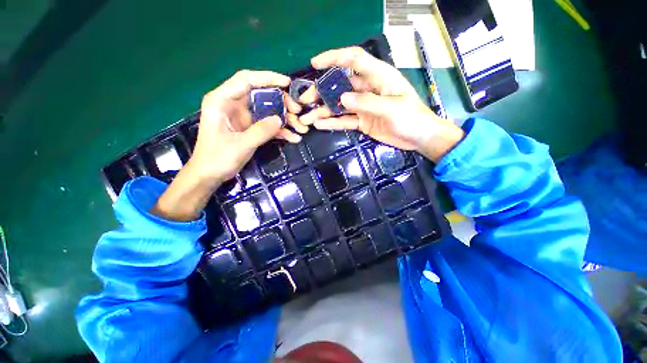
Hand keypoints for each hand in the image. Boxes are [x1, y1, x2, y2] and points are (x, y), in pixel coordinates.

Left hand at [152, 70, 305, 220]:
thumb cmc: (217, 158)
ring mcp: (243, 117)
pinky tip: (293, 138)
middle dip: (282, 102)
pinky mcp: (250, 128)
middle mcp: (234, 104)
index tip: (287, 84)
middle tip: (297, 112)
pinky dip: (280, 131)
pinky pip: (268, 125)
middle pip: (262, 95)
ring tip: (301, 128)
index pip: (246, 80)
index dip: (268, 78)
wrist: (210, 175)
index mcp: (222, 100)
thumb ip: (261, 131)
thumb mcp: (240, 145)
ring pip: (268, 110)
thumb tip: (280, 120)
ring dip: (285, 118)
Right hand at [299, 47, 463, 161]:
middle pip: (340, 85)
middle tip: (305, 100)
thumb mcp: (392, 108)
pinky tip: (320, 125)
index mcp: (379, 77)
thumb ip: (367, 102)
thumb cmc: (412, 118)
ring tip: (307, 118)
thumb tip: (342, 99)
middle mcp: (368, 89)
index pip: (354, 60)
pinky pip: (345, 121)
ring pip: (339, 106)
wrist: (419, 137)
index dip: (335, 58)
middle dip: (322, 91)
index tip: (316, 64)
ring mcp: (363, 107)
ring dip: (323, 111)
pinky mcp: (362, 121)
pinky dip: (333, 123)